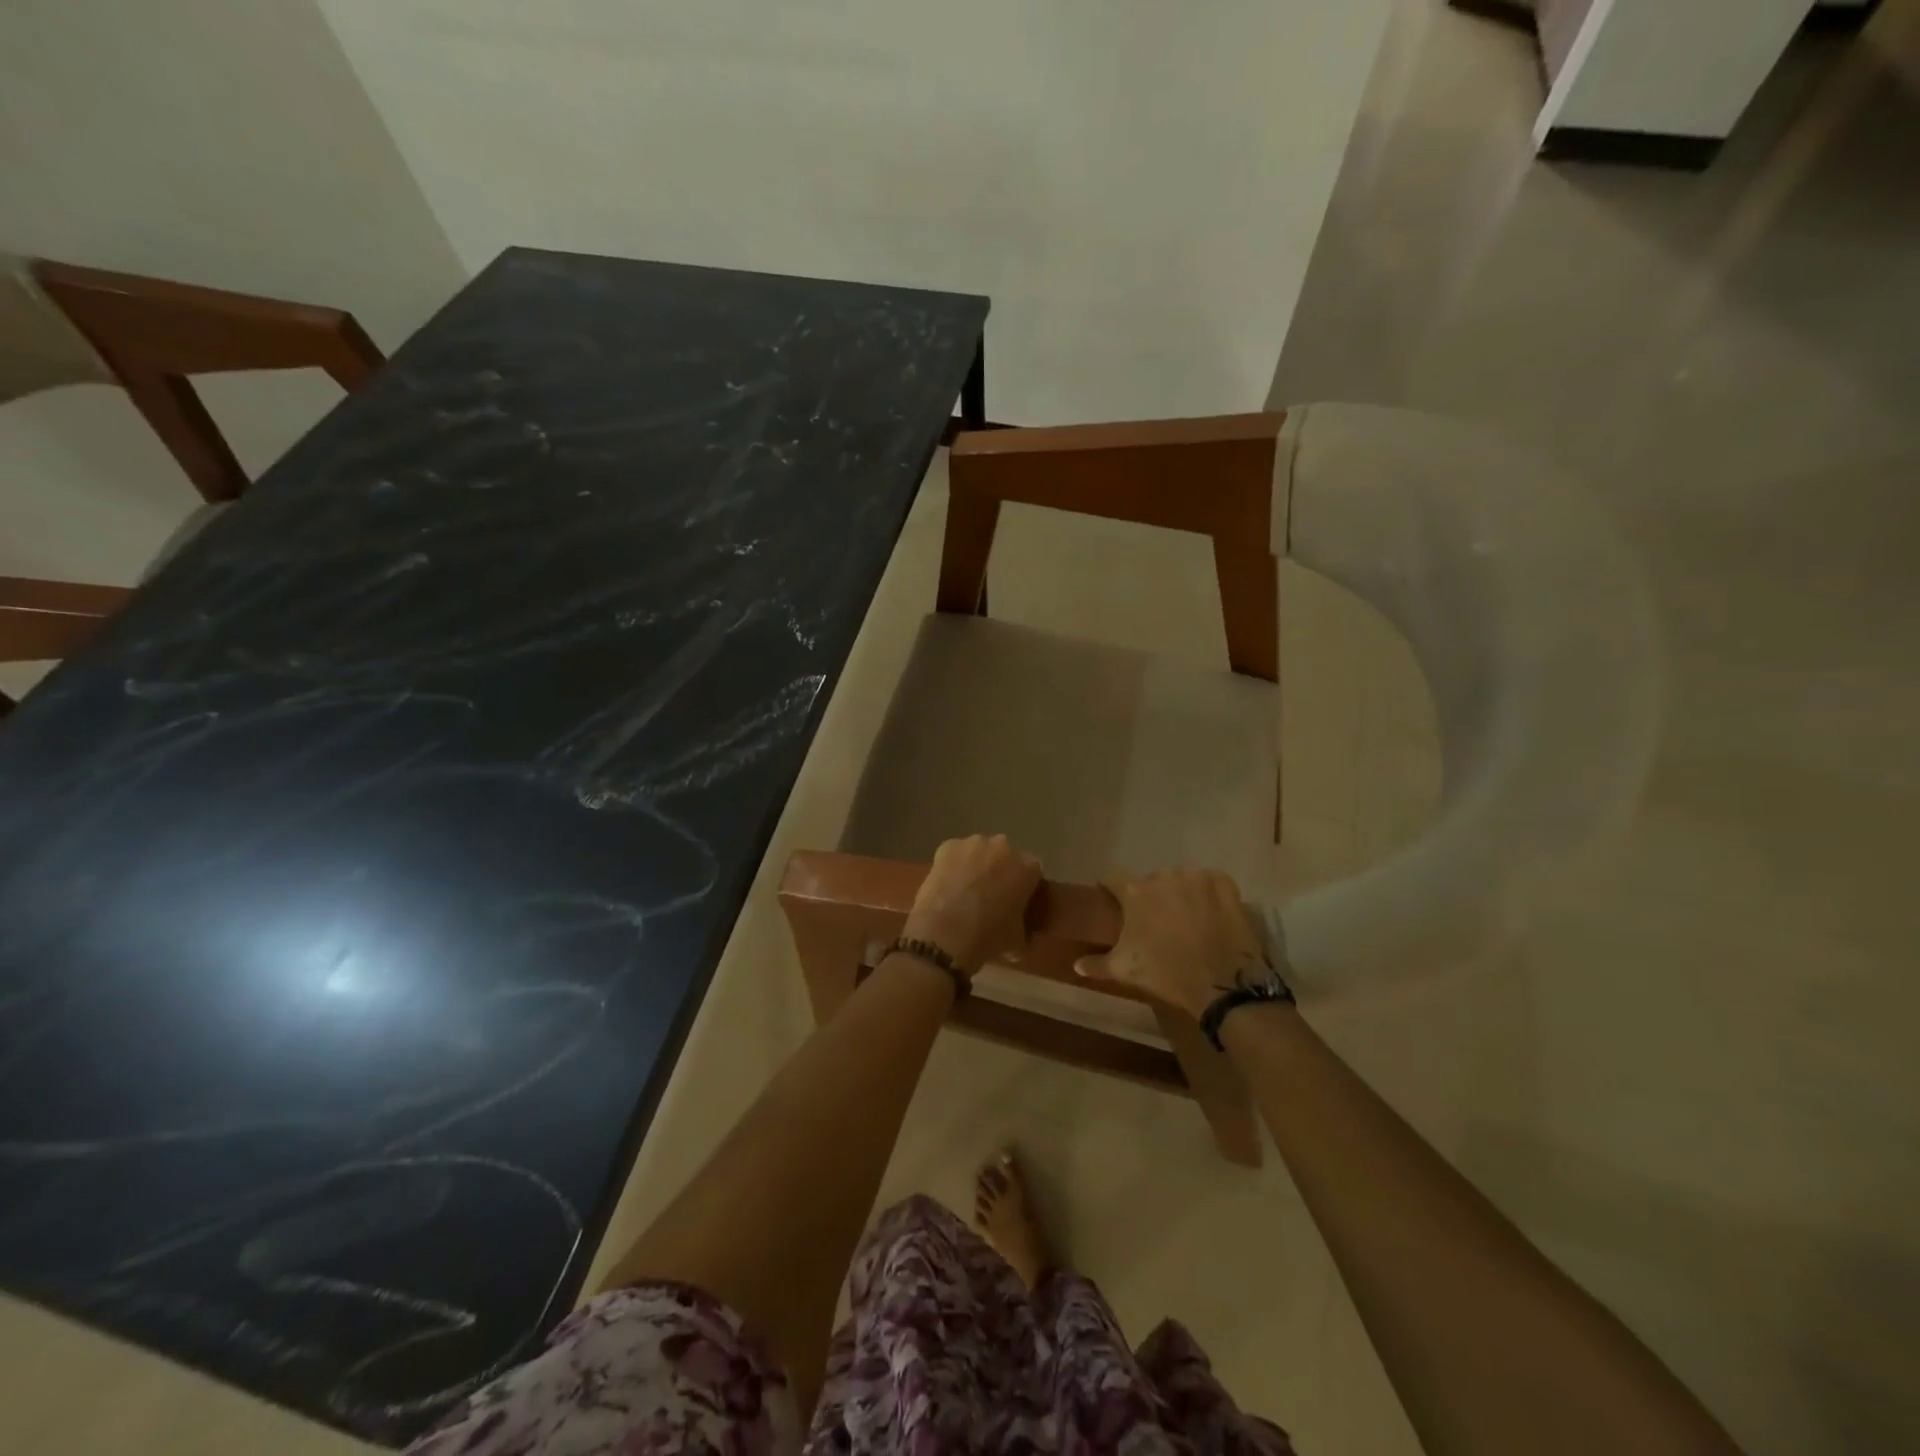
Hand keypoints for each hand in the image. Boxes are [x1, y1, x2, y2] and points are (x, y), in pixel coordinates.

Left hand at [902, 835, 1042, 975]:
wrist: (945, 936)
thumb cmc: (989, 938)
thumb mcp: (1018, 938)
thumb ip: (1024, 923)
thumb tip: (1020, 925)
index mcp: (1028, 868)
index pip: (1032, 872)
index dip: (1024, 887)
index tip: (1016, 902)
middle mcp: (1004, 847)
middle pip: (1006, 856)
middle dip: (1000, 872)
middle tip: (990, 897)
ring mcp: (974, 843)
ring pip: (980, 851)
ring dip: (977, 865)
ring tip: (966, 891)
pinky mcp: (948, 846)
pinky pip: (956, 853)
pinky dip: (953, 865)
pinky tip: (947, 886)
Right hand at [1075, 868, 1269, 1019]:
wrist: (1221, 984)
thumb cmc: (1165, 973)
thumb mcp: (1124, 970)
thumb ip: (1097, 964)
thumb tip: (1076, 965)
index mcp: (1135, 891)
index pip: (1113, 877)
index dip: (1111, 888)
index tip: (1112, 900)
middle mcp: (1164, 876)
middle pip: (1151, 880)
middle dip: (1151, 896)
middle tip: (1155, 920)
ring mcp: (1197, 878)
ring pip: (1181, 879)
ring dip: (1180, 892)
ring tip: (1186, 917)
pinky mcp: (1225, 885)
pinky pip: (1212, 881)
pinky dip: (1210, 892)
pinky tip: (1211, 911)